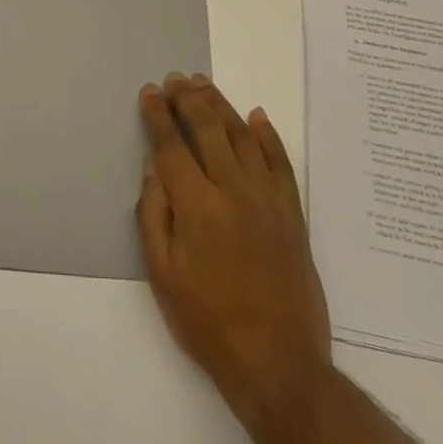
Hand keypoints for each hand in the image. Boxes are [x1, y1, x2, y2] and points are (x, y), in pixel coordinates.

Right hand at [137, 74, 332, 439]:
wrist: (279, 365)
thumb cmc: (209, 324)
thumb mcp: (163, 276)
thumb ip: (154, 216)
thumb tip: (154, 168)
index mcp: (197, 207)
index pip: (171, 146)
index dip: (159, 115)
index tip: (150, 92)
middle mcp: (233, 191)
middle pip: (208, 129)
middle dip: (188, 99)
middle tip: (175, 78)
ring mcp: (267, 200)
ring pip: (243, 136)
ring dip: (222, 105)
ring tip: (204, 84)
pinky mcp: (292, 213)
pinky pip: (281, 162)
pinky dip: (269, 135)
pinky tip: (257, 116)